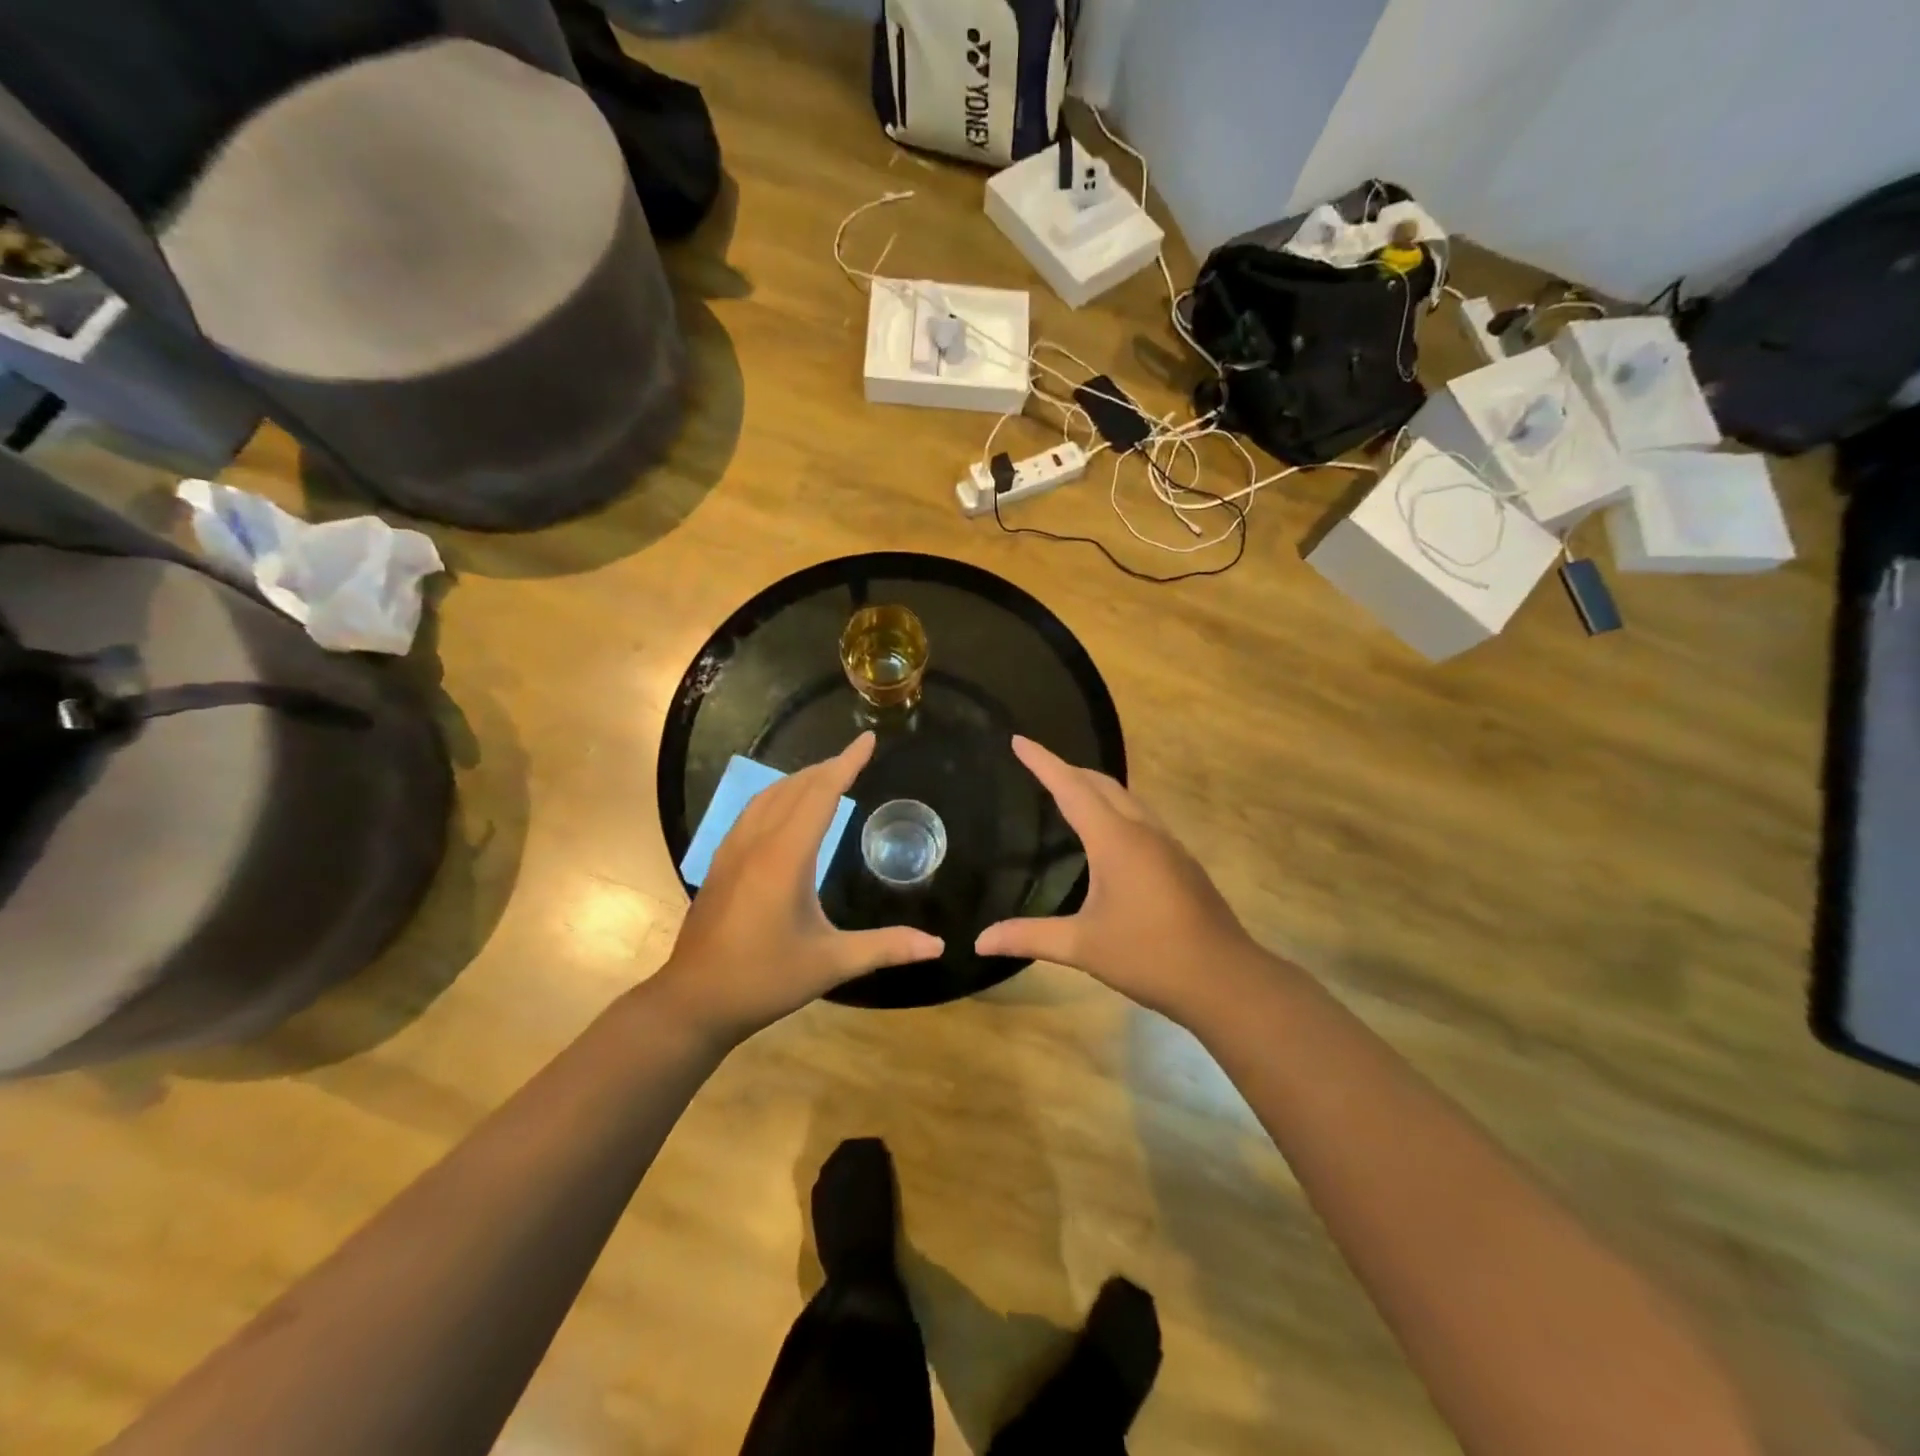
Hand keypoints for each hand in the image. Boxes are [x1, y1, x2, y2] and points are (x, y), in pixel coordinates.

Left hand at [653, 733, 943, 1044]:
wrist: (694, 1001)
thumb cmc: (764, 979)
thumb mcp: (830, 964)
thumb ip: (885, 948)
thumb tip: (937, 946)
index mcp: (785, 857)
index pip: (821, 794)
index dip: (846, 763)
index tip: (867, 740)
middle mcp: (757, 842)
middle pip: (794, 788)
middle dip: (827, 768)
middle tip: (855, 758)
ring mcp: (732, 851)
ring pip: (768, 796)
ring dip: (799, 780)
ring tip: (826, 777)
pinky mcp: (720, 863)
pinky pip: (752, 812)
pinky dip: (777, 797)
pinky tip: (784, 810)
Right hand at [976, 737, 1257, 1021]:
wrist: (1223, 978)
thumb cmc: (1148, 956)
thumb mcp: (1082, 947)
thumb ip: (1029, 937)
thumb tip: (981, 941)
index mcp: (1115, 840)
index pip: (1070, 788)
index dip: (1043, 762)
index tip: (1018, 739)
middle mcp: (1142, 831)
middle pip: (1101, 784)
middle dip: (1067, 769)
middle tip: (1037, 765)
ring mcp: (1167, 844)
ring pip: (1127, 798)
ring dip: (1095, 786)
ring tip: (1069, 790)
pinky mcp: (1181, 861)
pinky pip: (1142, 817)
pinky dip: (1116, 808)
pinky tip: (1109, 833)